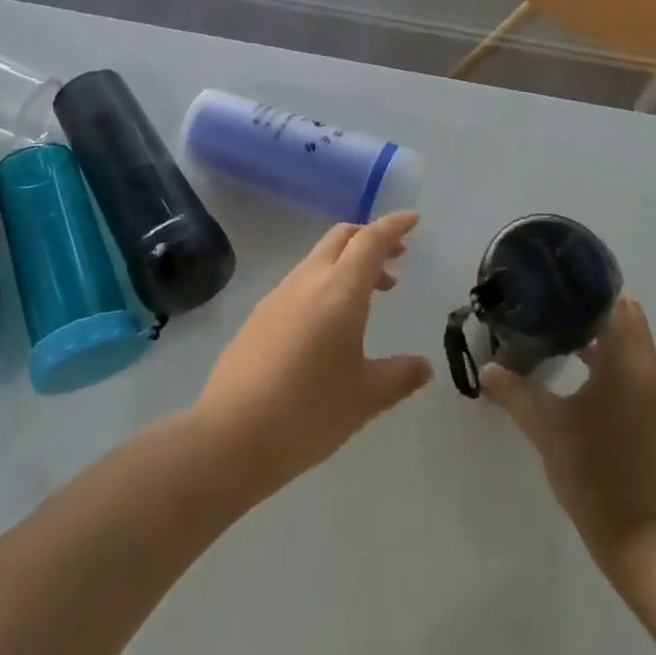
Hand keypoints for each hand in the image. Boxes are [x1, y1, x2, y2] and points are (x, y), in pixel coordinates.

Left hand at [195, 210, 432, 496]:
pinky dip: (323, 285)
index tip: (413, 219)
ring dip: (347, 265)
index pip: (371, 240)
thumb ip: (400, 376)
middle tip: (395, 260)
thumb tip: (424, 367)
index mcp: (340, 290)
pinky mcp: (258, 318)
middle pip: (340, 238)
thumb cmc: (309, 411)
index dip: (393, 226)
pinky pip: (299, 284)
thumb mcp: (366, 397)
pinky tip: (328, 325)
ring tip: (369, 297)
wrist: (231, 435)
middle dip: (370, 239)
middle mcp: (307, 282)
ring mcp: (277, 297)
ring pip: (317, 260)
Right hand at [481, 295, 655, 571]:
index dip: (591, 288)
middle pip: (625, 322)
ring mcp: (653, 399)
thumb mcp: (547, 428)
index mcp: (629, 364)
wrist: (641, 540)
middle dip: (591, 309)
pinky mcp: (650, 420)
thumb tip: (487, 368)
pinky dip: (606, 362)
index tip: (558, 280)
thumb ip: (515, 392)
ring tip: (555, 329)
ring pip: (628, 348)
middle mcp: (648, 373)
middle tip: (549, 302)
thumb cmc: (595, 471)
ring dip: (599, 336)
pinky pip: (629, 372)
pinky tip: (574, 371)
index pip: (619, 305)